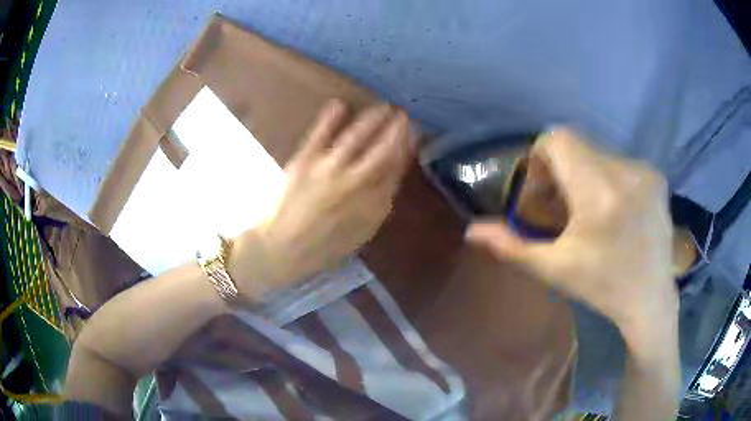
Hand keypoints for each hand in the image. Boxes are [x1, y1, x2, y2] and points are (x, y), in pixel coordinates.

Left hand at [231, 100, 412, 293]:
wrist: (281, 250)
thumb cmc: (322, 247)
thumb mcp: (360, 235)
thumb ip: (378, 207)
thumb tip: (391, 178)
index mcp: (373, 206)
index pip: (396, 169)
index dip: (407, 148)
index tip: (414, 133)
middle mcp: (356, 185)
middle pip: (383, 150)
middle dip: (397, 129)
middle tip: (404, 114)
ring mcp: (329, 170)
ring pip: (357, 137)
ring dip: (373, 119)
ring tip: (383, 106)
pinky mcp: (304, 162)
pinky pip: (320, 134)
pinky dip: (330, 118)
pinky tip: (339, 104)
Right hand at [467, 128, 677, 336]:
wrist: (651, 300)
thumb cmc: (603, 288)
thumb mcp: (555, 269)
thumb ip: (512, 246)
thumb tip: (472, 230)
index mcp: (599, 193)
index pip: (558, 139)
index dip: (541, 158)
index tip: (544, 192)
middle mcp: (625, 171)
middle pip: (577, 145)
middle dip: (561, 170)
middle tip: (563, 209)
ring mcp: (645, 171)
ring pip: (597, 153)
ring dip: (585, 175)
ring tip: (590, 213)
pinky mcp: (656, 176)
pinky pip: (619, 163)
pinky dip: (607, 179)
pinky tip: (614, 211)